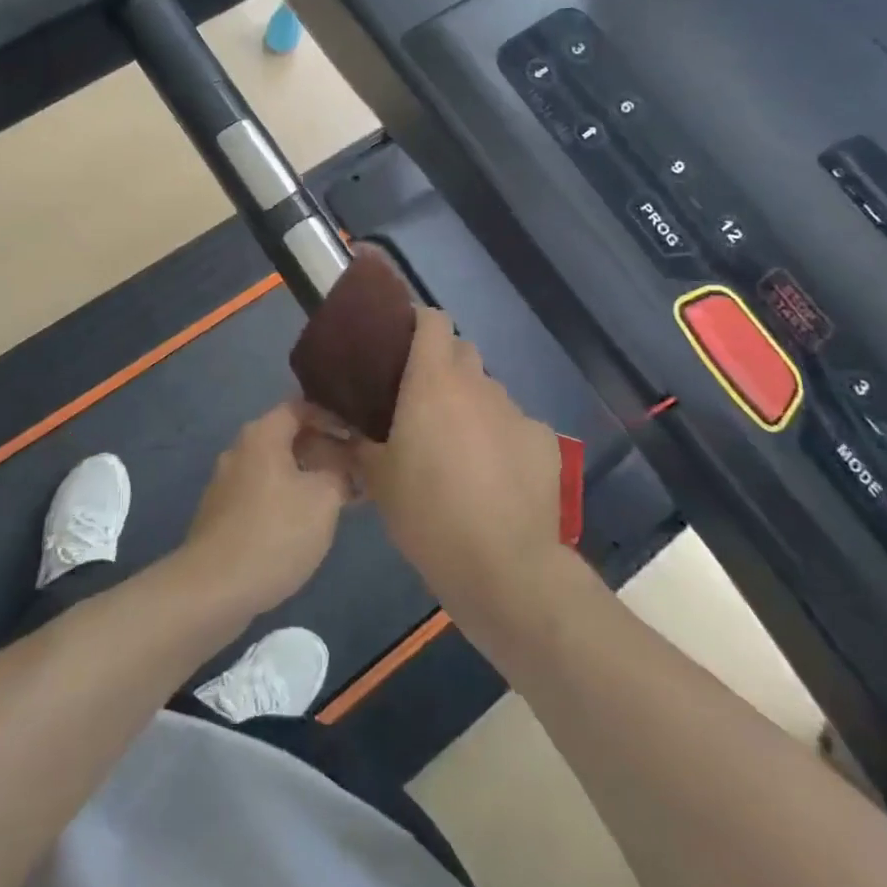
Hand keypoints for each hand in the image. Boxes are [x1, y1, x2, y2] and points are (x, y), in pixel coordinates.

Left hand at [181, 403, 352, 621]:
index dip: (331, 417)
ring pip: (275, 468)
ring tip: (339, 500)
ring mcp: (226, 483)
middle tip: (355, 470)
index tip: (357, 435)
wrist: (214, 589)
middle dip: (323, 450)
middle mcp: (240, 449)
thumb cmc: (275, 533)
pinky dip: (287, 499)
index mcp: (262, 435)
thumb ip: (341, 472)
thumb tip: (347, 463)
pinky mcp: (221, 514)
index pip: (300, 407)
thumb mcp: (324, 499)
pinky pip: (262, 493)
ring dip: (307, 477)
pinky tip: (305, 525)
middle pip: (287, 437)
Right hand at [350, 307, 566, 629]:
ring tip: (458, 445)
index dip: (417, 322)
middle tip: (421, 401)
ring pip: (487, 391)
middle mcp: (477, 384)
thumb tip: (342, 421)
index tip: (400, 342)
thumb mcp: (376, 477)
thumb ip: (358, 439)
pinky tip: (494, 474)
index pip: (432, 320)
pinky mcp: (544, 441)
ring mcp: (515, 411)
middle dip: (442, 365)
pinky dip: (501, 437)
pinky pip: (516, 425)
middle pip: (461, 351)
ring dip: (470, 404)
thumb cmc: (427, 512)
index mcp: (433, 380)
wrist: (503, 566)